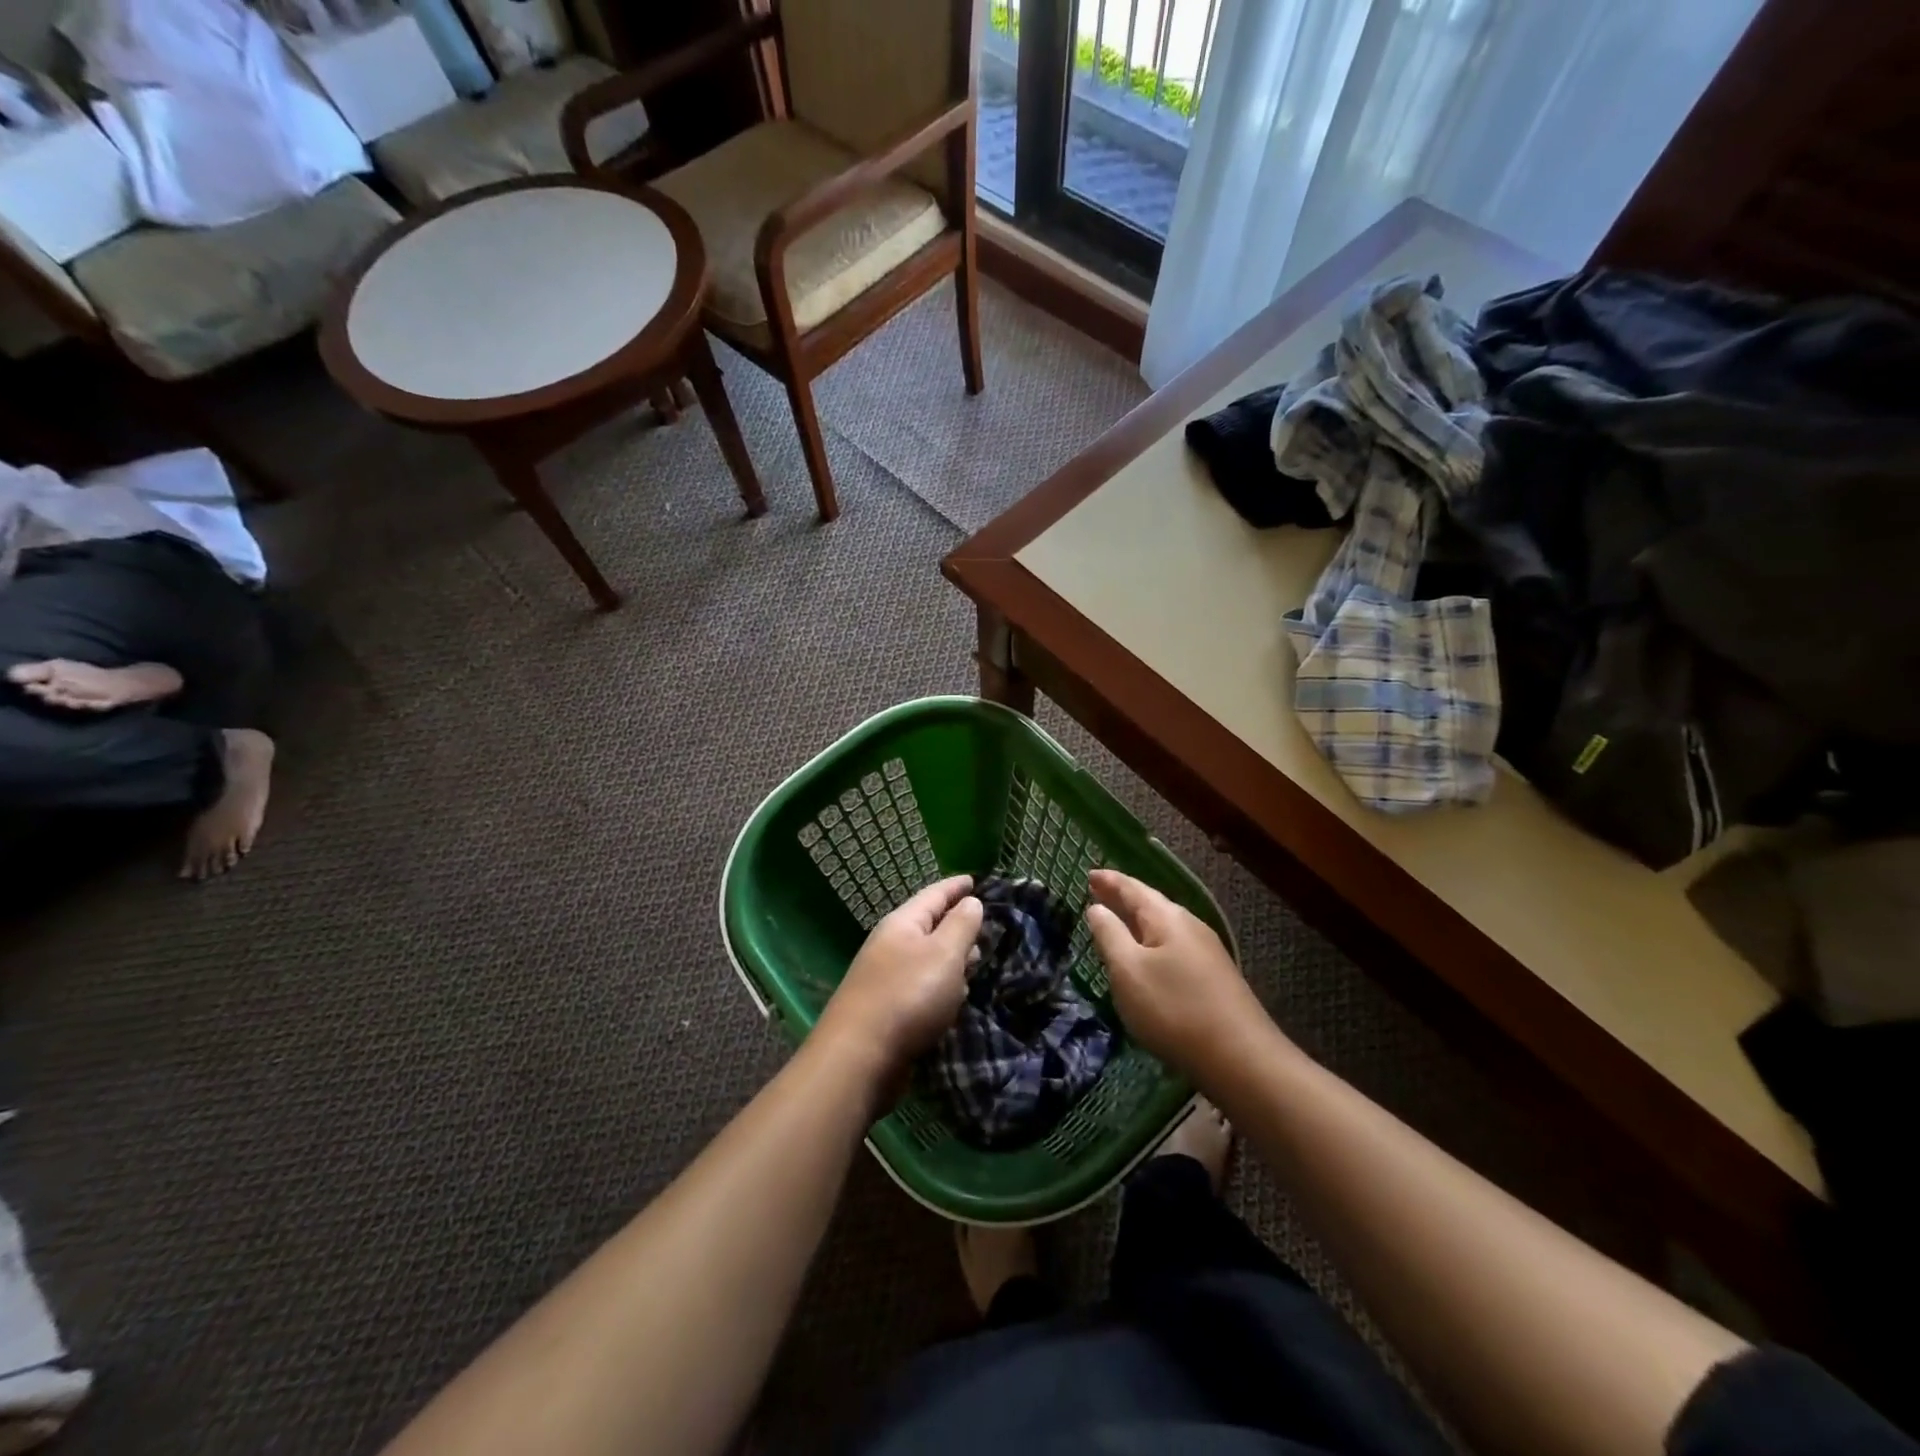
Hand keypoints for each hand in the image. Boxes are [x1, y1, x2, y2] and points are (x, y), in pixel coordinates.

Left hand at [812, 876, 983, 1083]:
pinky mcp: (889, 1009)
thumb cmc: (908, 996)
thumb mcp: (944, 954)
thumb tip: (971, 901)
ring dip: (951, 956)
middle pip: (929, 924)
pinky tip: (954, 997)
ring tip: (976, 959)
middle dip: (956, 922)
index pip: (934, 894)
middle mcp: (891, 945)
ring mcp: (887, 977)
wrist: (860, 1057)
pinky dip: (942, 984)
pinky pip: (922, 985)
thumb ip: (961, 925)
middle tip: (984, 923)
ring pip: (927, 957)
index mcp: (902, 924)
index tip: (975, 879)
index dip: (956, 886)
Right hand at [1085, 869, 1273, 1076]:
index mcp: (1167, 918)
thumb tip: (1097, 907)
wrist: (1241, 1058)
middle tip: (1098, 891)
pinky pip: (1173, 946)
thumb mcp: (1129, 971)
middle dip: (1123, 897)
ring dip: (1138, 921)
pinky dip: (1152, 941)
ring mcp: (1206, 952)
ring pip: (1164, 926)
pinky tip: (1147, 955)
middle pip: (1151, 904)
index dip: (1109, 881)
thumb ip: (1109, 935)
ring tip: (1117, 921)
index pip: (1132, 889)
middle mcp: (1190, 926)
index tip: (1089, 873)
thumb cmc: (1174, 1009)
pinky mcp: (1213, 977)